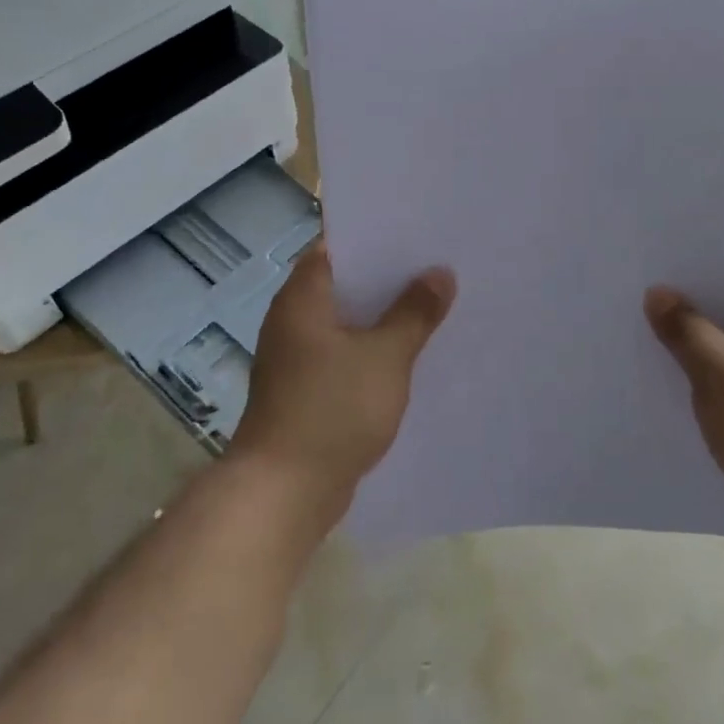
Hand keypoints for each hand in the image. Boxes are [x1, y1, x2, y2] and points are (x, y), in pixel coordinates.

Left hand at [230, 241, 456, 503]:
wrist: (284, 491)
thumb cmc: (332, 409)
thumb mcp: (385, 356)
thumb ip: (414, 312)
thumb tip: (439, 273)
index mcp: (302, 299)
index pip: (336, 246)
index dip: (375, 236)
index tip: (416, 231)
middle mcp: (293, 321)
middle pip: (345, 284)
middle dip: (389, 278)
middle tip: (437, 266)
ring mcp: (298, 358)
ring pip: (348, 323)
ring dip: (384, 316)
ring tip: (434, 304)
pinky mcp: (307, 390)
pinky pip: (346, 355)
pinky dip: (374, 350)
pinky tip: (411, 354)